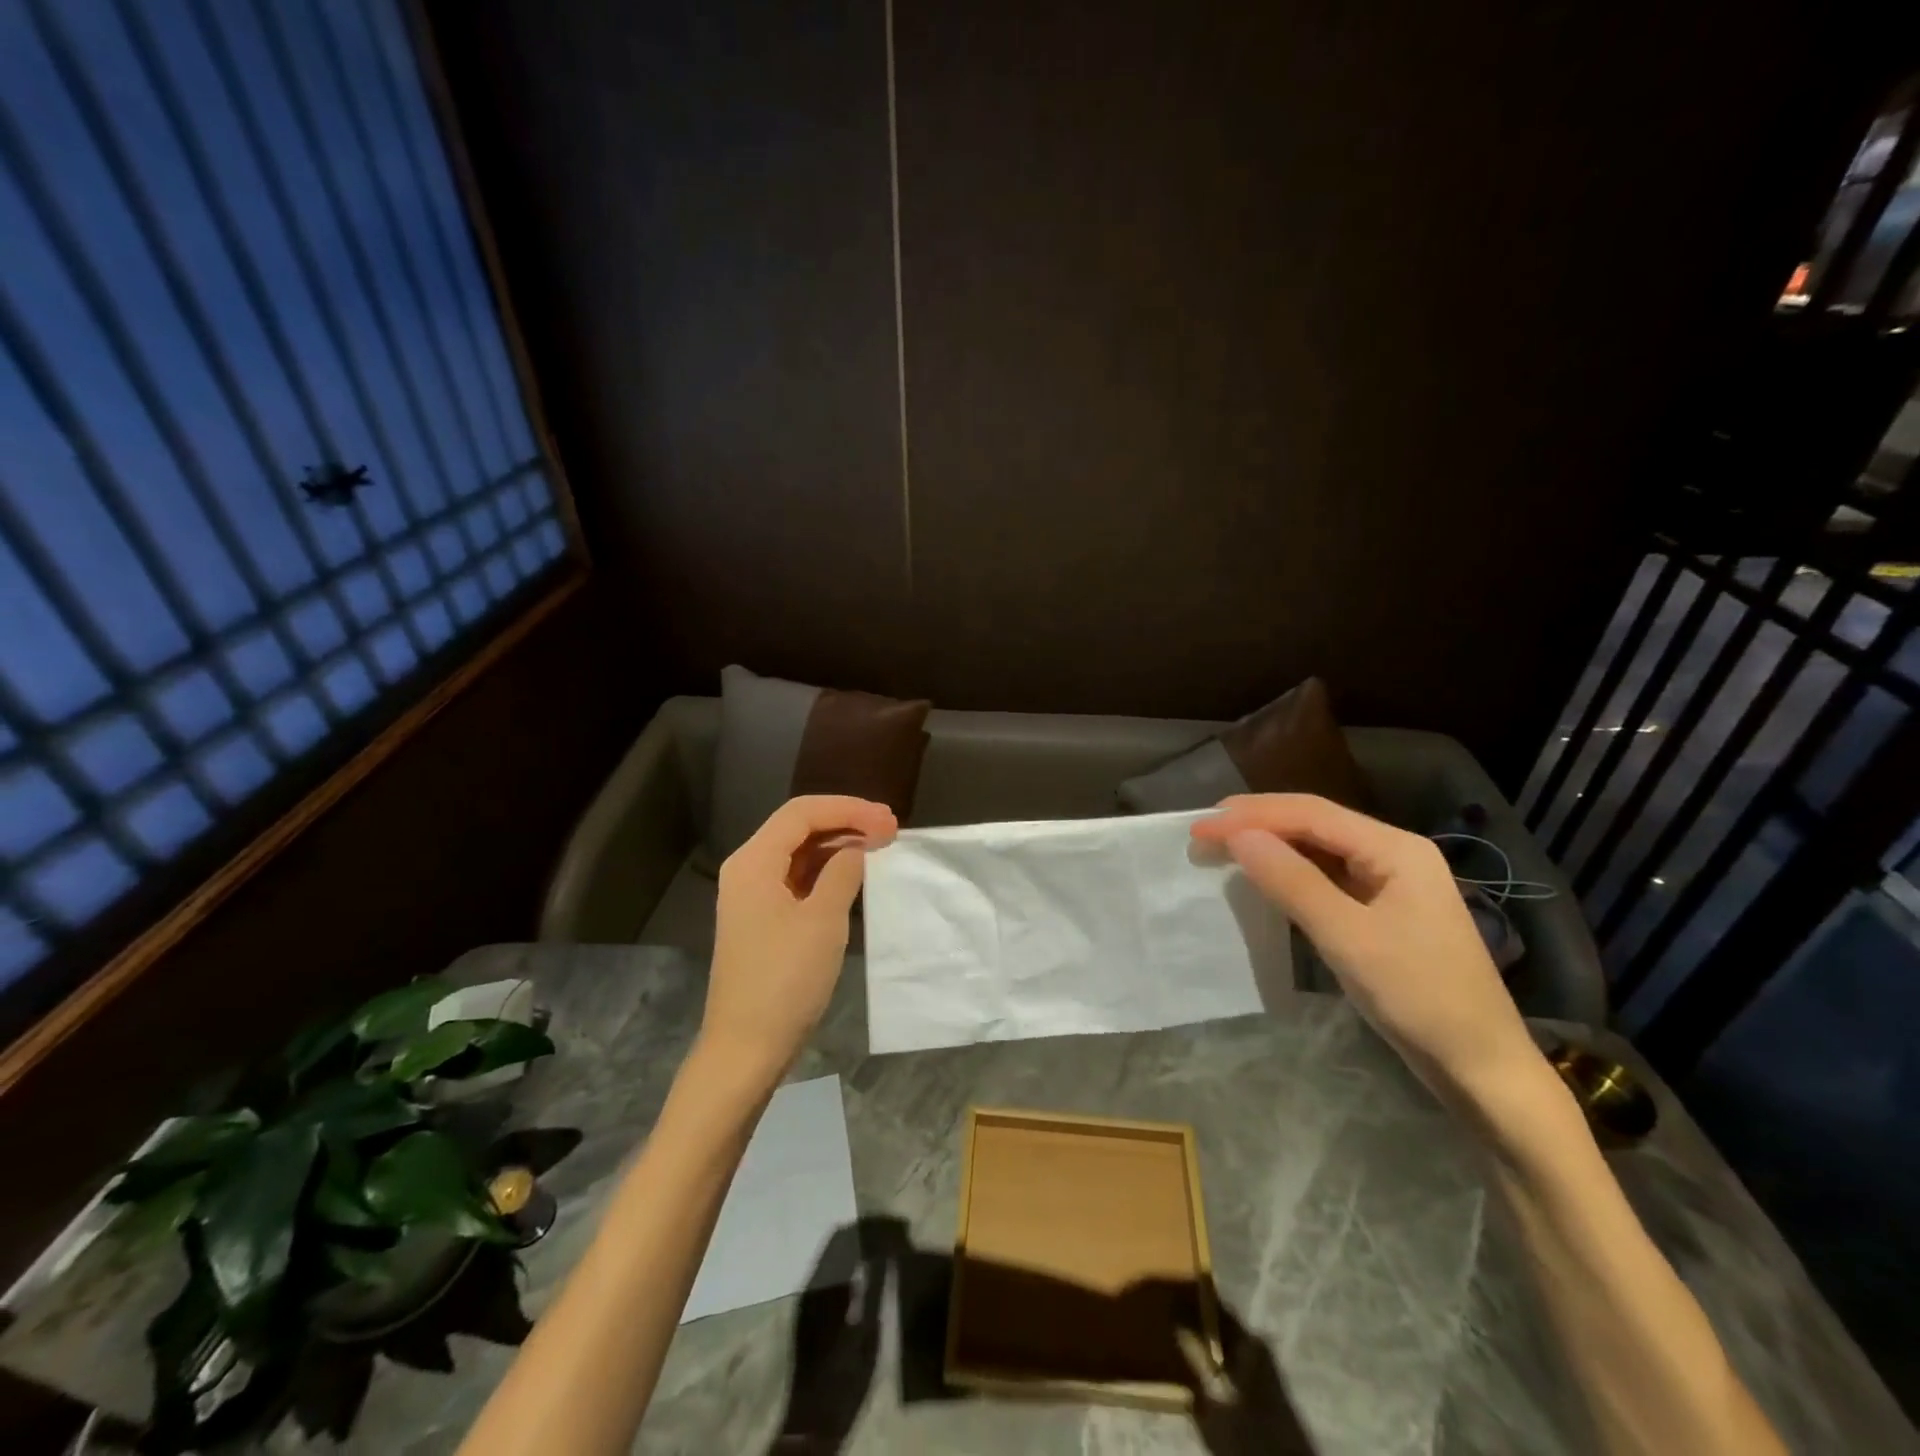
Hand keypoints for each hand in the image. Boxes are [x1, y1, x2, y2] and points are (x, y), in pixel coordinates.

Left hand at [701, 795, 897, 1086]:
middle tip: (891, 829)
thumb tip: (856, 850)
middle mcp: (748, 870)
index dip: (848, 809)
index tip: (889, 821)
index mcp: (753, 861)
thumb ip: (843, 873)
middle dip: (845, 822)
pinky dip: (828, 871)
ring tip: (881, 846)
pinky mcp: (764, 919)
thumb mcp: (823, 920)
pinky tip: (856, 875)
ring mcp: (754, 896)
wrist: (747, 1048)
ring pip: (800, 853)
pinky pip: (798, 878)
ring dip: (839, 845)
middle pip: (799, 827)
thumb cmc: (785, 980)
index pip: (802, 813)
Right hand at [1192, 794, 1536, 1096]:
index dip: (1251, 815)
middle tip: (1204, 833)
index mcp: (1395, 848)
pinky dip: (1290, 872)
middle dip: (1258, 823)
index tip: (1200, 828)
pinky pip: (1327, 876)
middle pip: (1315, 823)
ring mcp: (1391, 882)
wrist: (1481, 1067)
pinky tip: (1265, 877)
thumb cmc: (1419, 996)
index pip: (1310, 814)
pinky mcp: (1384, 910)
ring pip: (1319, 848)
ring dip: (1271, 845)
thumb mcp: (1347, 937)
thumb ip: (1291, 881)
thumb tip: (1237, 836)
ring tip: (1224, 848)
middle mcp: (1395, 853)